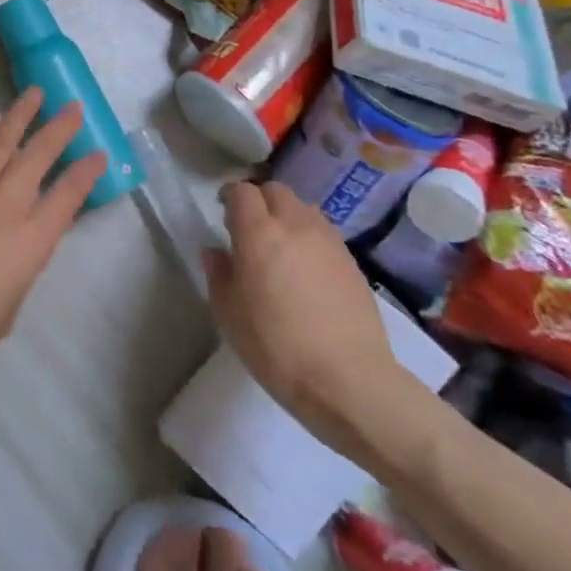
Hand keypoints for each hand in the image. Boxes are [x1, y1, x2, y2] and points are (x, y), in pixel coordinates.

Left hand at [0, 88, 106, 412]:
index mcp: (31, 240)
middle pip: (38, 154)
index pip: (69, 194)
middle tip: (72, 106)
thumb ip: (19, 265)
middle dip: (60, 127)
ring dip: (19, 115)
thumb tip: (16, 243)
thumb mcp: (8, 306)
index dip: (87, 171)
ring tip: (33, 94)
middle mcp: (4, 204)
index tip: (99, 153)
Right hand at [205, 181, 440, 472]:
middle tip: (249, 227)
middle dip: (259, 200)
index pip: (242, 191)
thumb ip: (219, 274)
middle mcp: (295, 225)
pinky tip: (306, 267)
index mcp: (259, 233)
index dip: (229, 196)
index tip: (222, 211)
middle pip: (275, 191)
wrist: (349, 380)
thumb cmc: (277, 347)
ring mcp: (329, 241)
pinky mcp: (352, 262)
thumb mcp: (229, 315)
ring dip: (286, 215)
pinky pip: (324, 232)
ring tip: (280, 245)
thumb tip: (217, 252)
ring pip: (303, 208)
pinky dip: (309, 236)